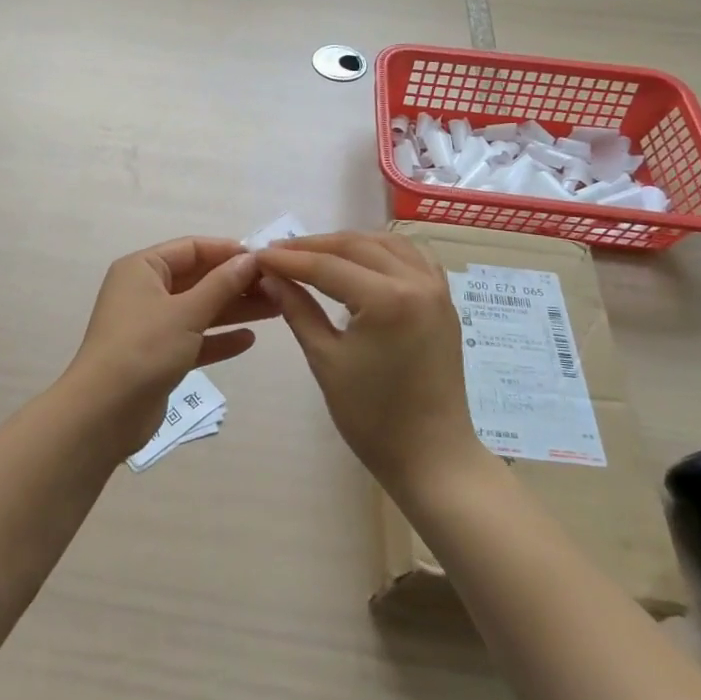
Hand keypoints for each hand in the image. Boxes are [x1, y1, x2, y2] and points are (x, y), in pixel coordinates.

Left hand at [63, 237, 274, 453]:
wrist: (104, 412)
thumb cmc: (144, 348)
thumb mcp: (186, 312)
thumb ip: (221, 284)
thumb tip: (249, 259)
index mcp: (142, 269)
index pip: (191, 249)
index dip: (228, 251)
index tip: (265, 259)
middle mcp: (144, 291)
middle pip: (197, 279)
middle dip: (236, 282)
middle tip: (278, 287)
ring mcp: (151, 325)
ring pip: (199, 310)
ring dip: (233, 309)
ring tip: (276, 310)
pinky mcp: (158, 356)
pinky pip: (194, 340)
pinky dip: (218, 339)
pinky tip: (248, 340)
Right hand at [256, 232, 489, 495]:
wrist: (432, 456)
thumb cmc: (373, 417)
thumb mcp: (325, 361)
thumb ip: (297, 310)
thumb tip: (269, 277)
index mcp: (387, 300)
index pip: (326, 266)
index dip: (288, 259)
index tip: (256, 255)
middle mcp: (416, 282)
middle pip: (356, 246)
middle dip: (313, 246)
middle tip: (276, 253)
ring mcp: (436, 289)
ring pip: (386, 244)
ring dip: (348, 243)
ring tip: (313, 254)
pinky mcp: (444, 301)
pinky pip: (413, 257)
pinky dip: (382, 251)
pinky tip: (361, 260)